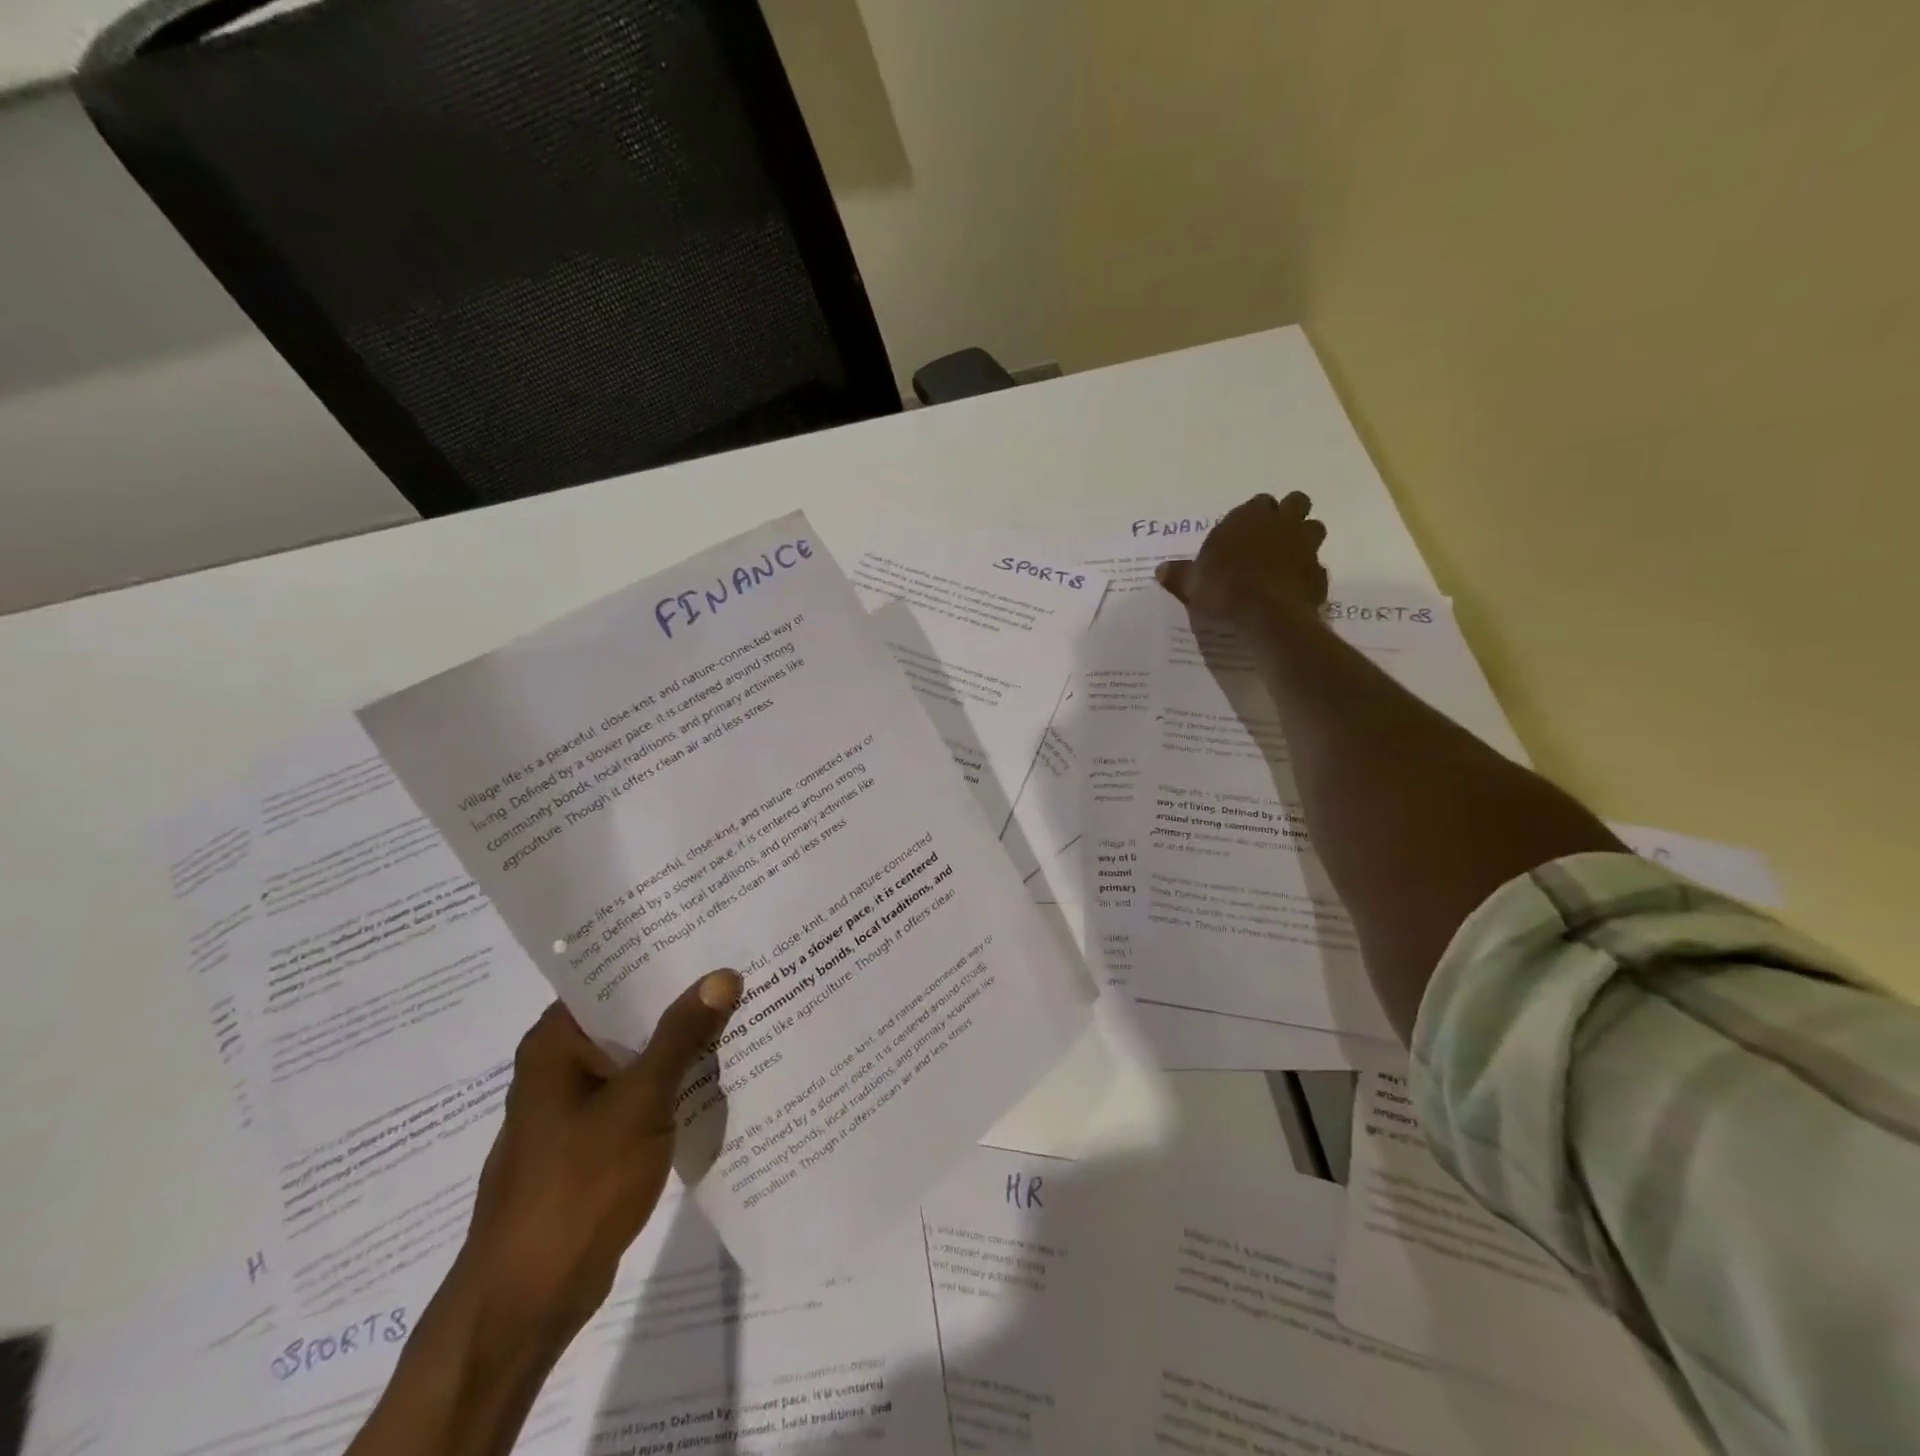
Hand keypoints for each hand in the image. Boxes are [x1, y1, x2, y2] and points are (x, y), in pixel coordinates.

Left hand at [453, 972, 741, 1349]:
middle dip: (682, 999)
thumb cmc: (576, 1187)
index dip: (662, 956)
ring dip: (682, 1043)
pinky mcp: (592, 1142)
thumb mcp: (639, 1102)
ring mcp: (575, 1106)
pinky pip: (640, 1094)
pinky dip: (673, 1082)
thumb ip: (681, 1036)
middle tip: (741, 968)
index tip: (712, 935)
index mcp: (556, 1042)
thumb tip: (722, 975)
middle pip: (629, 1015)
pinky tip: (720, 1073)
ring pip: (638, 1056)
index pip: (612, 975)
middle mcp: (560, 1064)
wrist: (527, 1301)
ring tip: (742, 1010)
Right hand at [1154, 492, 1329, 631]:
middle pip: (1296, 503)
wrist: (1266, 616)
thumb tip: (1160, 570)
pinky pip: (1316, 567)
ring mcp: (1306, 546)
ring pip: (1314, 528)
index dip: (1253, 516)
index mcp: (1249, 517)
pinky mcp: (1319, 573)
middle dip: (1288, 515)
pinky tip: (1293, 589)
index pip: (1258, 502)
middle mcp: (1281, 523)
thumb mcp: (1191, 584)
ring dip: (1303, 539)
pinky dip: (1307, 574)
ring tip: (1287, 560)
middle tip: (1272, 536)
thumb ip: (1179, 574)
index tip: (1243, 533)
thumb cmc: (1224, 589)